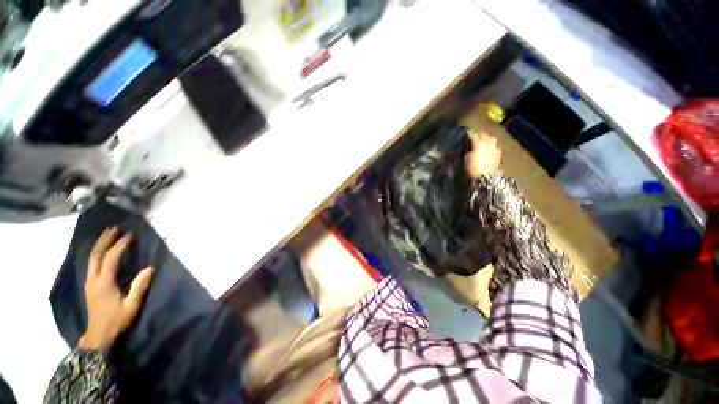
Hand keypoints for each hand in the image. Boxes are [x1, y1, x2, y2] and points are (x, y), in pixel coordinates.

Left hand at [79, 227, 153, 351]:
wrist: (98, 335)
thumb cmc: (117, 320)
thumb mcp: (131, 305)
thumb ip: (139, 286)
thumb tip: (150, 268)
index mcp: (104, 283)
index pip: (111, 258)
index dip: (120, 245)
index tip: (129, 235)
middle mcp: (93, 279)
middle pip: (96, 255)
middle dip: (105, 240)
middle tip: (114, 228)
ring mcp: (89, 282)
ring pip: (91, 258)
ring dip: (99, 245)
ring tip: (107, 234)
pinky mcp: (89, 285)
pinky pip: (91, 264)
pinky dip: (97, 253)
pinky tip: (101, 250)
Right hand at [464, 131, 501, 178]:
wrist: (485, 179)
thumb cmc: (472, 169)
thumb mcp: (465, 159)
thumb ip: (466, 150)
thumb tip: (468, 147)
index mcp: (479, 143)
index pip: (473, 135)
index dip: (468, 134)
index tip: (465, 134)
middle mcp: (488, 143)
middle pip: (484, 135)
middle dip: (478, 134)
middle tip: (474, 136)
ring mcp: (495, 148)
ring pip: (491, 139)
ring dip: (486, 138)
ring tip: (483, 140)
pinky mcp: (499, 155)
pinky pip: (495, 146)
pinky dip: (491, 145)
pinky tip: (488, 148)